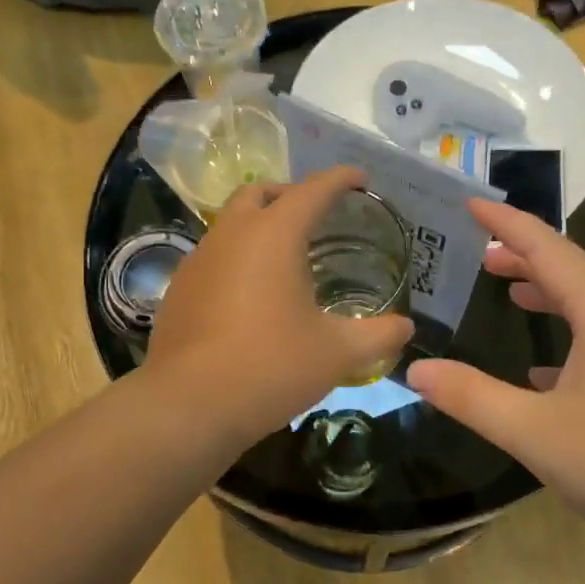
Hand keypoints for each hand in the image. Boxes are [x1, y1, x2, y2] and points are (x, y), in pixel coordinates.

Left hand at [147, 167, 414, 448]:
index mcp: (273, 235)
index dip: (339, 179)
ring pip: (231, 223)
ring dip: (259, 226)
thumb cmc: (271, 366)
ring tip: (286, 258)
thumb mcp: (336, 353)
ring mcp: (198, 260)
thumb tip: (406, 327)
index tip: (359, 178)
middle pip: (259, 193)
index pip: (312, 190)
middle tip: (316, 215)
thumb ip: (378, 335)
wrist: (189, 405)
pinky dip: (237, 258)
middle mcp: (231, 235)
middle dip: (290, 194)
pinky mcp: (179, 289)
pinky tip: (251, 295)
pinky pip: (213, 256)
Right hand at [406, 200, 584, 559]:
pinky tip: (540, 367)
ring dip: (545, 291)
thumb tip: (417, 370)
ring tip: (506, 289)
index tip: (470, 202)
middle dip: (524, 254)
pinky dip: (564, 335)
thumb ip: (474, 398)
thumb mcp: (537, 433)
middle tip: (478, 250)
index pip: (549, 249)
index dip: (508, 223)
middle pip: (571, 269)